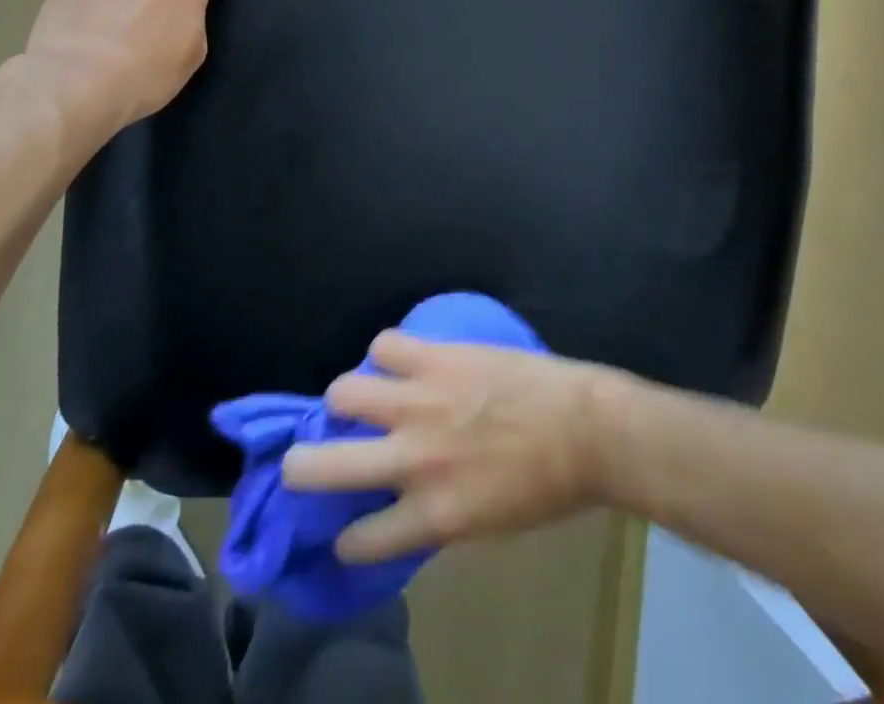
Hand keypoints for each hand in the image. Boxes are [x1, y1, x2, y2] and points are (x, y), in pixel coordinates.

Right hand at [281, 331, 612, 562]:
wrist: (583, 427)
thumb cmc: (544, 486)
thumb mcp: (486, 523)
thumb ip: (436, 513)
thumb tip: (402, 502)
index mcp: (432, 515)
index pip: (361, 539)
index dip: (346, 539)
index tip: (344, 532)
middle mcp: (414, 459)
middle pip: (323, 465)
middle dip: (301, 467)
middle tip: (302, 461)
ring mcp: (422, 402)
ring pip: (344, 391)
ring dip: (345, 398)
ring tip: (359, 398)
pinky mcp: (437, 357)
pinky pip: (385, 344)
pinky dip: (386, 353)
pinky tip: (399, 360)